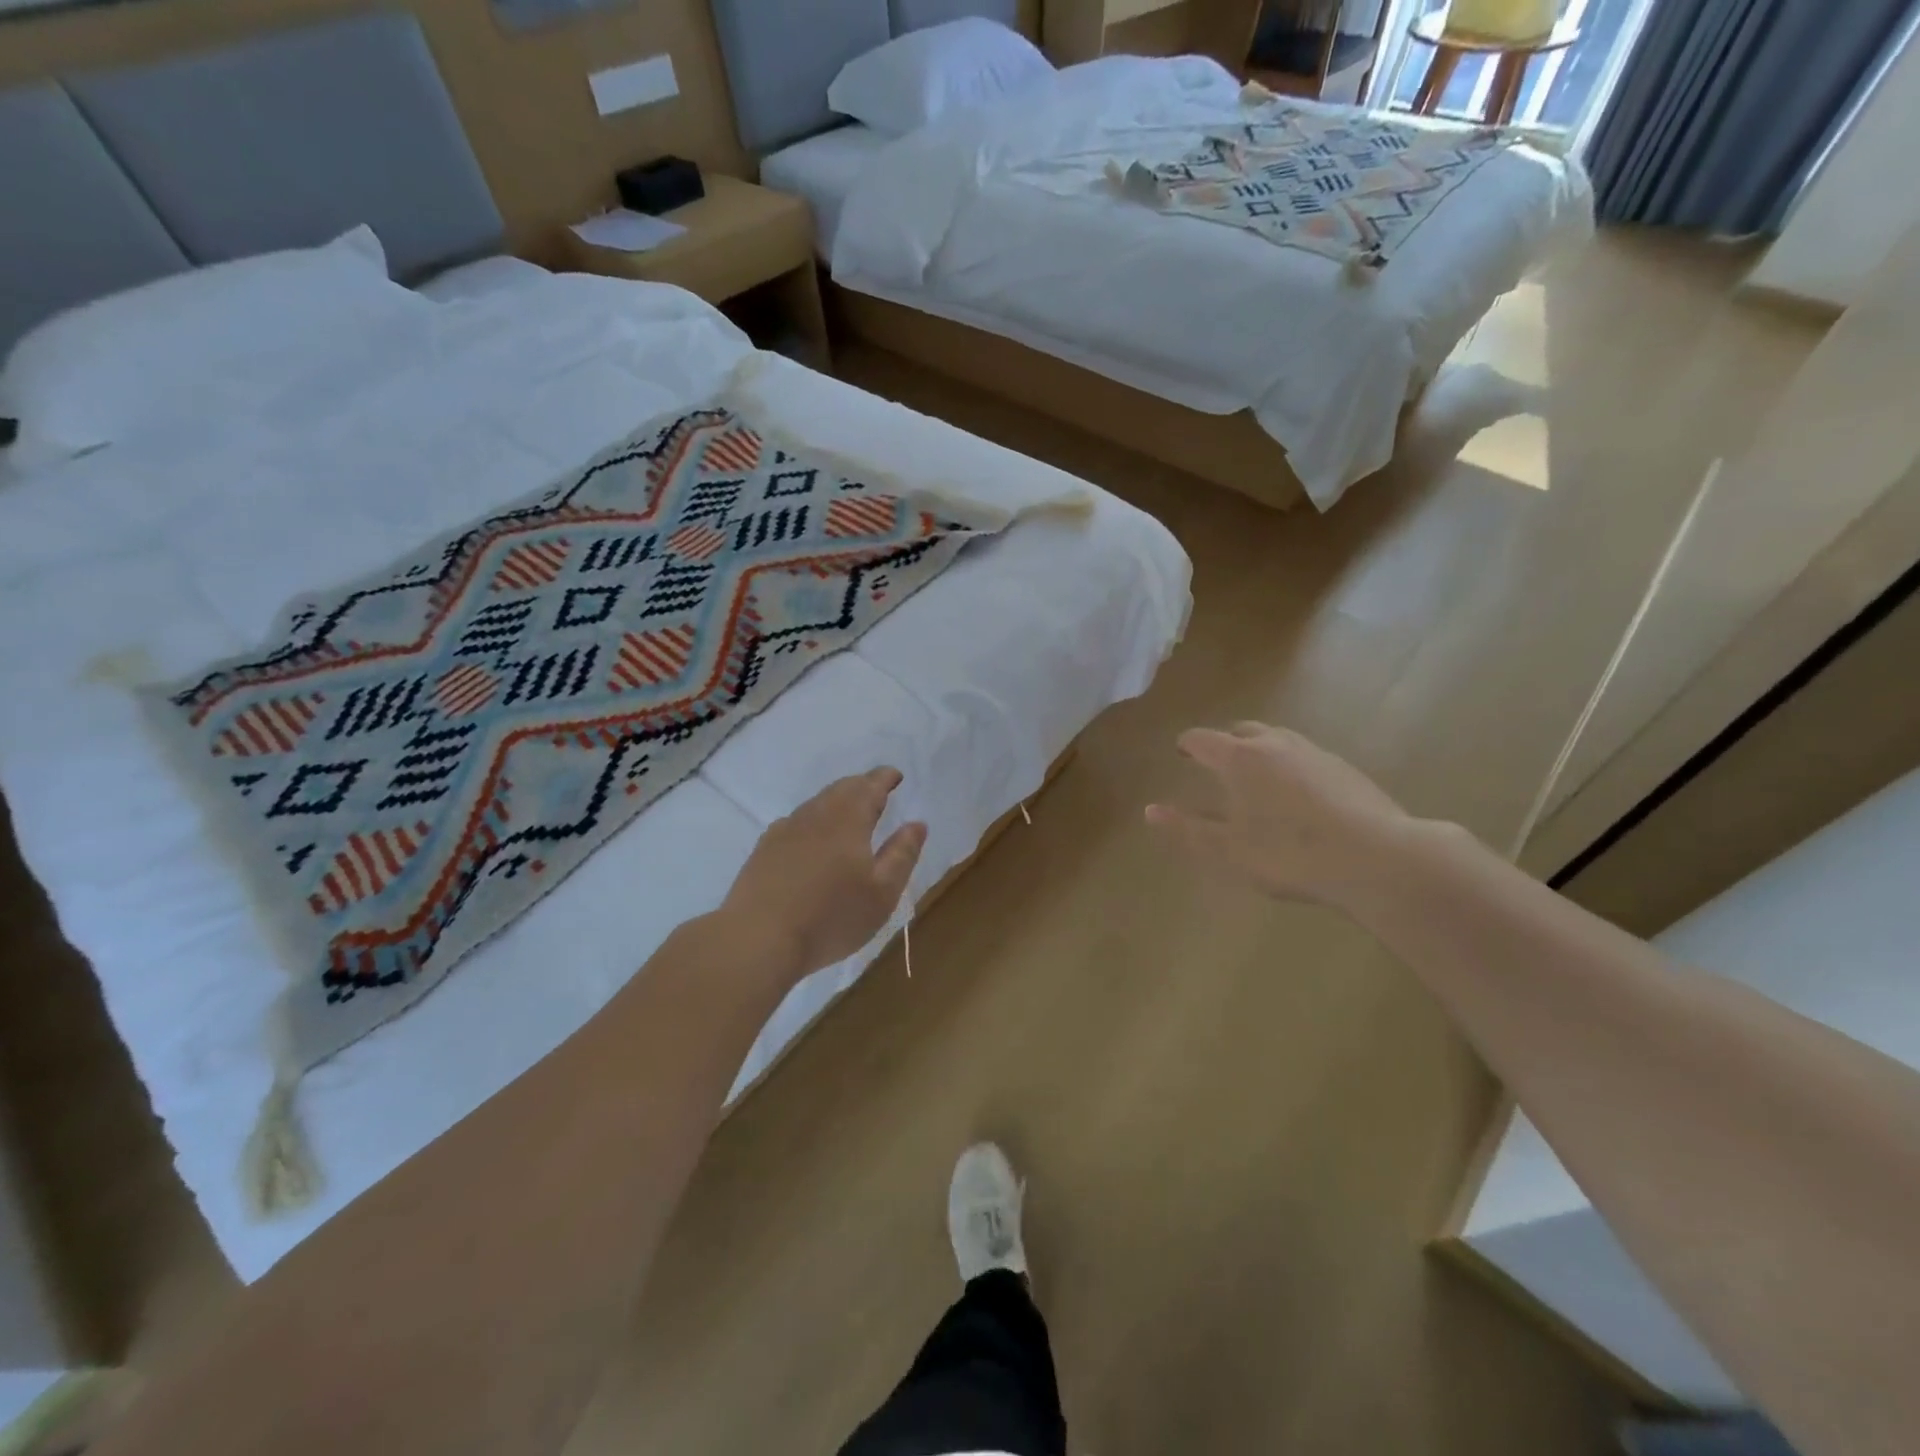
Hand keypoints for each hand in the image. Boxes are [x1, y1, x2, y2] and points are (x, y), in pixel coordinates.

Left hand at [722, 768, 926, 980]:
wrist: (758, 939)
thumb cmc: (831, 917)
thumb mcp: (882, 892)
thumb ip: (902, 854)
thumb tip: (916, 824)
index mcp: (848, 818)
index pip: (870, 786)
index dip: (885, 778)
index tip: (895, 776)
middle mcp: (815, 815)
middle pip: (841, 789)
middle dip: (861, 786)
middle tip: (876, 792)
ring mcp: (784, 830)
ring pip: (816, 804)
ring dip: (836, 802)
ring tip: (849, 814)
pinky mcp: (764, 850)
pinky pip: (796, 823)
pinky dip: (813, 821)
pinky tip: (811, 839)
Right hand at [1146, 723, 1415, 908]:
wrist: (1378, 858)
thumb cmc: (1289, 854)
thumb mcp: (1228, 850)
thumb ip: (1187, 829)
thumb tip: (1150, 810)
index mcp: (1240, 758)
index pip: (1203, 739)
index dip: (1187, 745)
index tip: (1180, 752)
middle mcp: (1275, 744)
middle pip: (1242, 730)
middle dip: (1224, 742)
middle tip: (1215, 761)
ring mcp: (1314, 752)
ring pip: (1277, 739)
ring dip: (1259, 750)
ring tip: (1255, 776)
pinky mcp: (1345, 769)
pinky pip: (1304, 756)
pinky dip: (1289, 765)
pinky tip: (1297, 794)